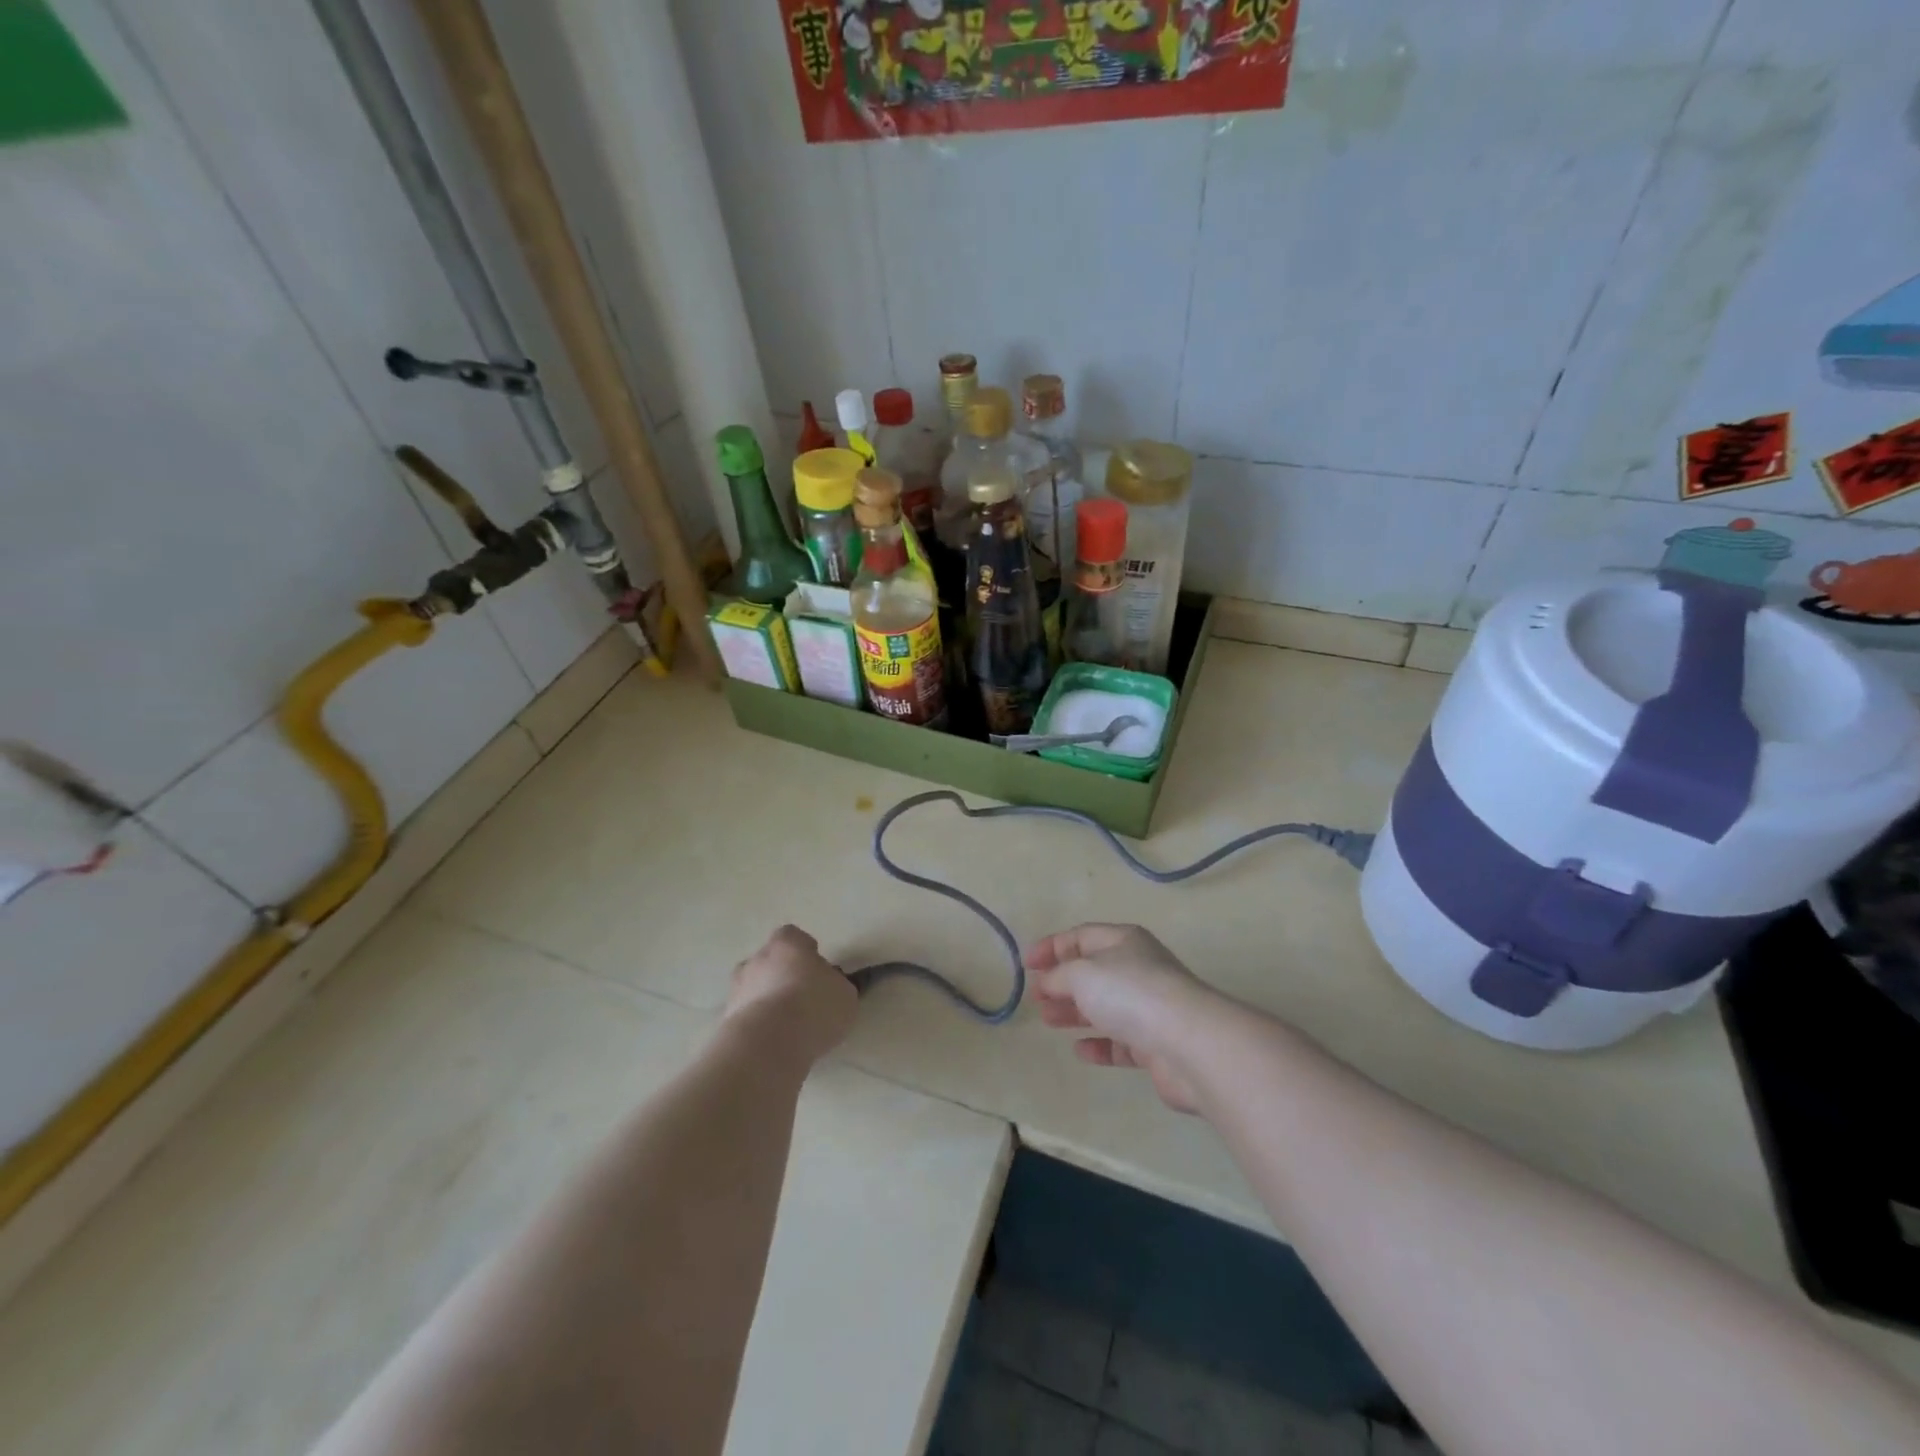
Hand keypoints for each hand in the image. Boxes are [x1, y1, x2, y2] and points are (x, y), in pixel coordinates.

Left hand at [722, 926, 857, 1065]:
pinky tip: (773, 1042)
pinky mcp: (726, 1020)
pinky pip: (746, 1016)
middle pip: (770, 961)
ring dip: (767, 1001)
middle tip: (801, 999)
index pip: (793, 936)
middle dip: (782, 976)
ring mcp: (737, 989)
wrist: (768, 1044)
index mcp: (787, 944)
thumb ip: (836, 985)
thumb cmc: (813, 1007)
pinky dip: (758, 1025)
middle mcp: (757, 959)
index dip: (804, 951)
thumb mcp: (844, 994)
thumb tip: (831, 986)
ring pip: (754, 988)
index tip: (815, 969)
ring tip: (786, 1026)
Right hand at [1027, 924, 1215, 1113]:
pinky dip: (1099, 1043)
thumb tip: (1047, 982)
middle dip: (1062, 982)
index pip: (1081, 936)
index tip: (1026, 965)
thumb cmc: (1130, 993)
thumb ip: (1058, 976)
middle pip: (1093, 971)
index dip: (1052, 947)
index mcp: (1124, 940)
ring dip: (1075, 1012)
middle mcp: (1138, 968)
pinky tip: (1080, 1050)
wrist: (1189, 1043)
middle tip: (1037, 998)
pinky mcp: (1156, 1044)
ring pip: (1105, 1005)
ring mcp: (1150, 1007)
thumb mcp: (1082, 974)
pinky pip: (1120, 1041)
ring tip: (1049, 1020)